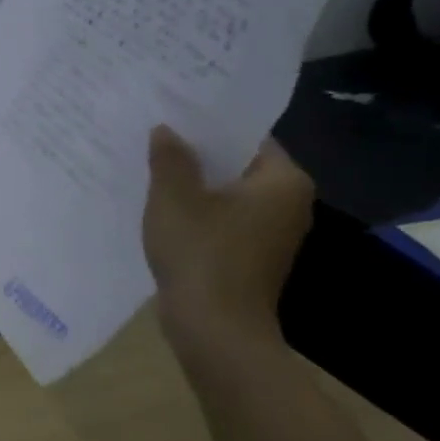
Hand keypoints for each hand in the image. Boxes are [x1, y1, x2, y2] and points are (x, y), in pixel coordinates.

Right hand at [142, 126, 314, 344]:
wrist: (215, 327)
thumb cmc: (201, 252)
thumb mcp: (174, 197)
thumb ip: (170, 158)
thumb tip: (166, 129)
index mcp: (282, 181)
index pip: (249, 137)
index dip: (209, 124)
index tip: (173, 114)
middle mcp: (288, 203)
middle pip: (238, 165)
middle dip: (198, 154)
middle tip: (154, 136)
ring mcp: (272, 233)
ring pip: (228, 194)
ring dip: (194, 184)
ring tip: (151, 168)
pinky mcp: (251, 255)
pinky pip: (223, 219)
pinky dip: (197, 211)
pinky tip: (162, 208)